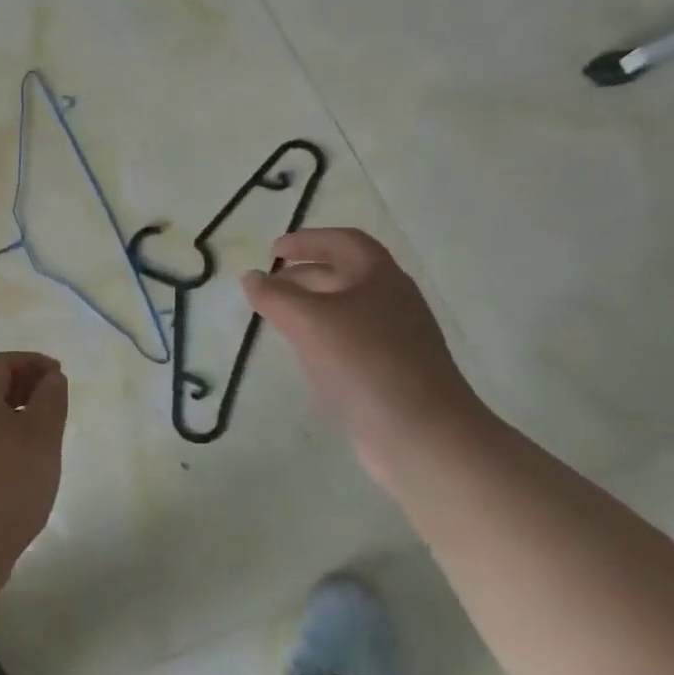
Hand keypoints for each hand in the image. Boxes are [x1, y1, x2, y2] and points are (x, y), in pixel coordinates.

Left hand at [0, 352, 68, 588]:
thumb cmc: (9, 482)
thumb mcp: (42, 435)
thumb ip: (51, 399)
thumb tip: (51, 378)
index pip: (0, 363)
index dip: (31, 362)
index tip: (59, 375)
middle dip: (24, 386)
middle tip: (54, 401)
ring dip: (15, 414)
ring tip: (44, 433)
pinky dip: (4, 438)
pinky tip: (24, 463)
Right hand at [243, 229, 482, 480]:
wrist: (422, 434)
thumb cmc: (363, 363)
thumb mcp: (308, 321)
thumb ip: (274, 295)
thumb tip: (252, 277)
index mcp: (379, 277)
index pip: (343, 242)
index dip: (308, 240)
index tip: (273, 250)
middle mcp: (392, 301)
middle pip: (345, 274)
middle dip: (304, 274)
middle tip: (268, 285)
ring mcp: (396, 338)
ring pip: (347, 309)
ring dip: (311, 306)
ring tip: (278, 318)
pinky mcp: (392, 372)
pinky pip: (352, 341)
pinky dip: (323, 337)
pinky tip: (305, 355)